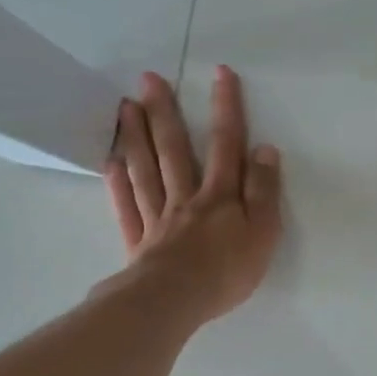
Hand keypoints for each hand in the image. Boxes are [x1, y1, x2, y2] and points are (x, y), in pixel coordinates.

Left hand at [105, 66, 282, 323]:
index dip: (227, 108)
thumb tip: (265, 149)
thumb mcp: (263, 231)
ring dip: (136, 137)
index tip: (221, 73)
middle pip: (174, 149)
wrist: (174, 302)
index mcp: (220, 195)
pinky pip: (126, 207)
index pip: (227, 144)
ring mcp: (158, 218)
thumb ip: (264, 190)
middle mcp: (186, 197)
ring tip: (125, 106)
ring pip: (145, 170)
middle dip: (165, 112)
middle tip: (149, 78)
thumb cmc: (226, 270)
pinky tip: (111, 163)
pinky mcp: (139, 242)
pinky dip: (117, 184)